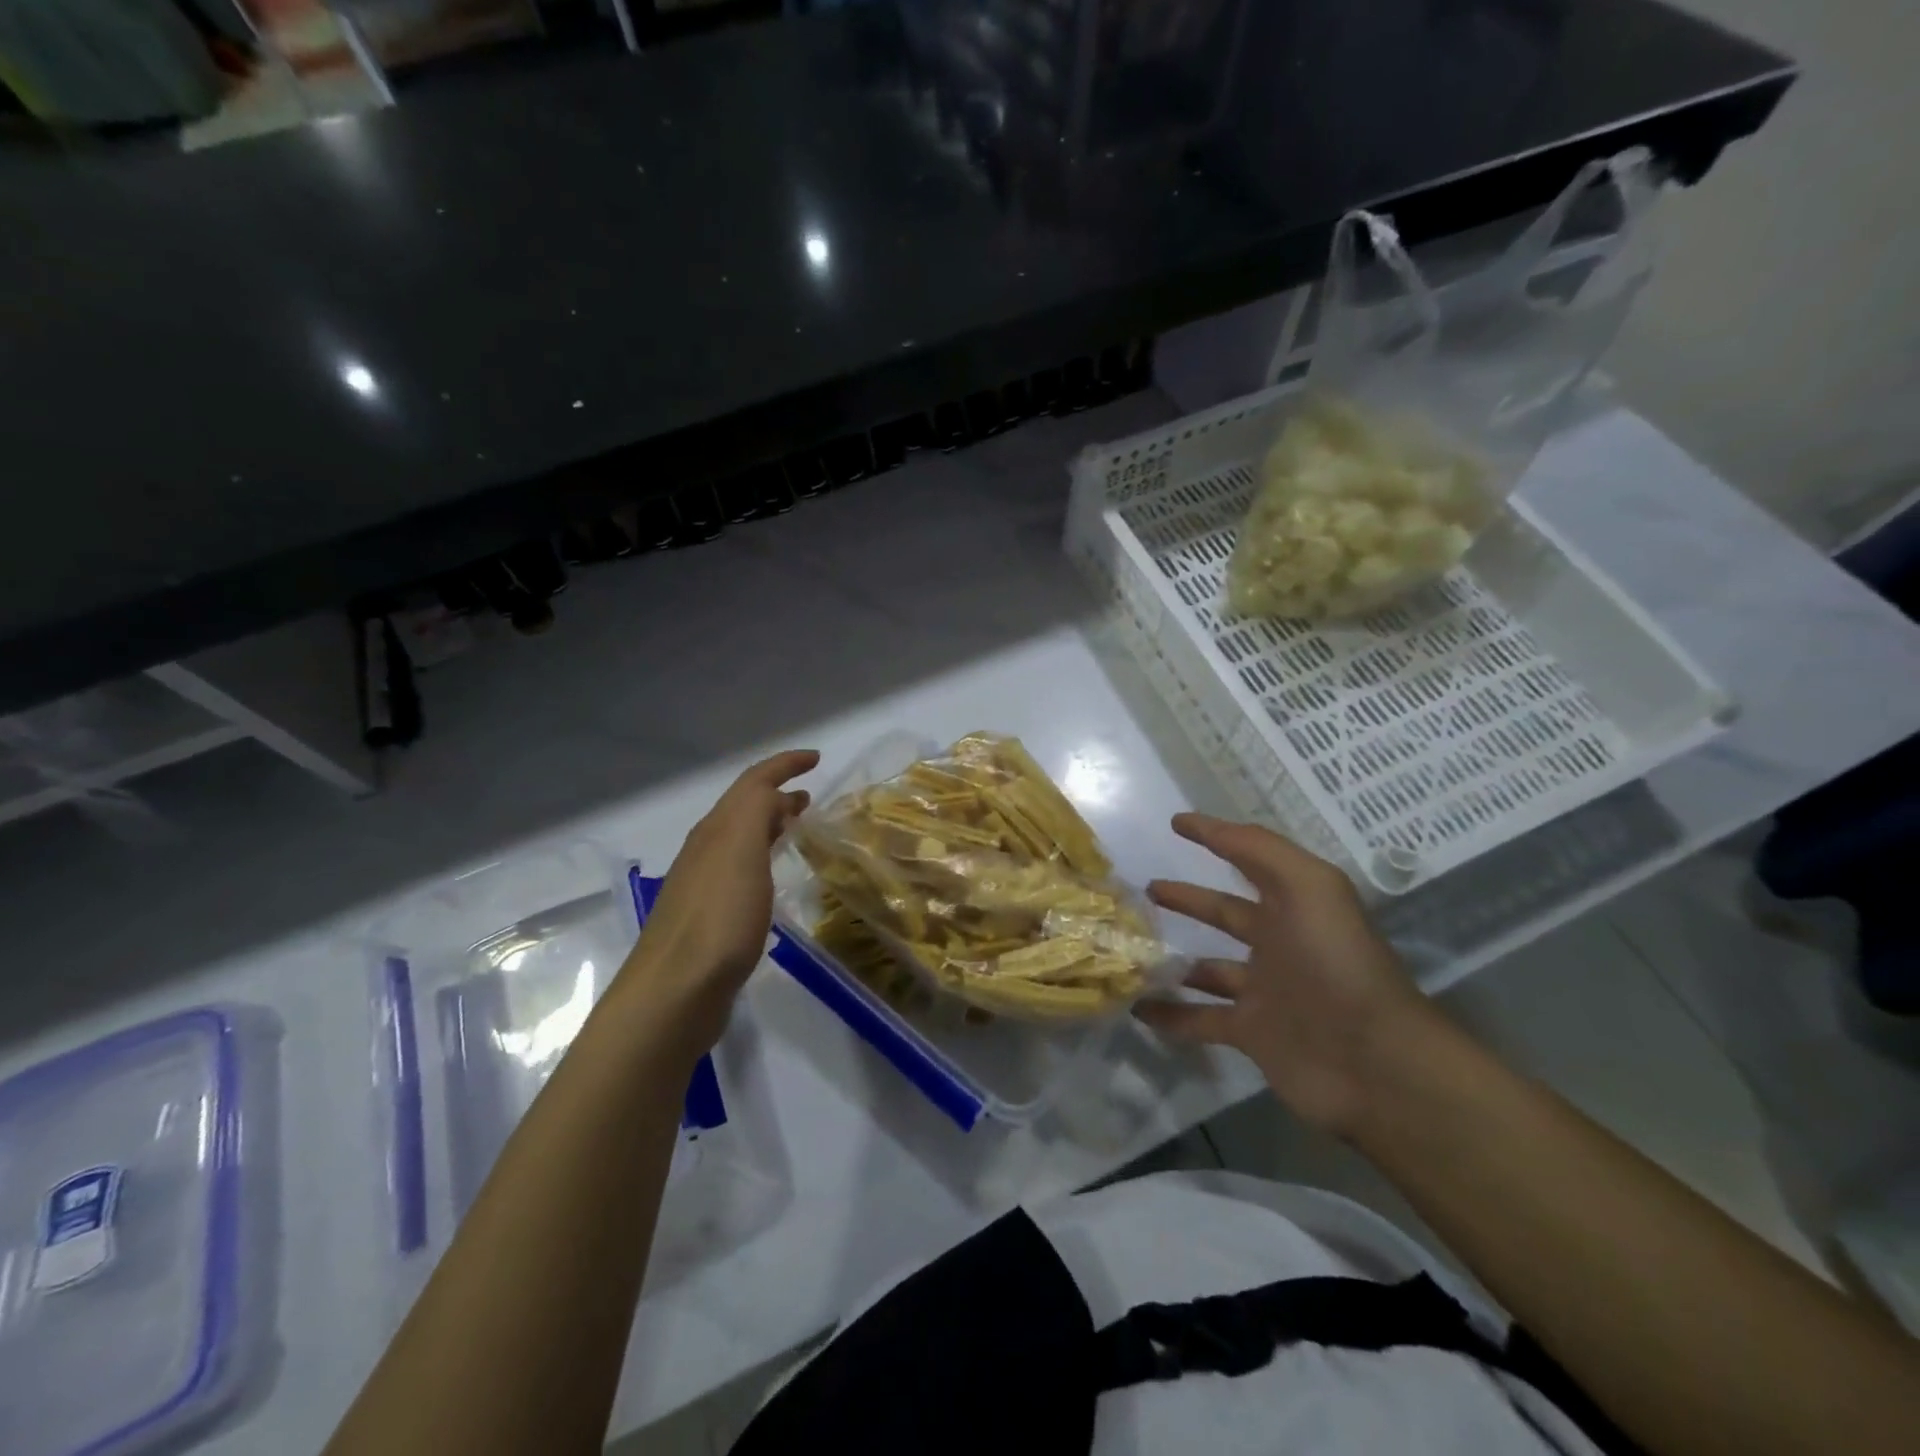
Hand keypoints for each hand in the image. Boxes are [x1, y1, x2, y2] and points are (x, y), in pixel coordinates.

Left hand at [614, 749, 818, 1049]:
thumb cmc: (718, 917)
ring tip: (798, 830)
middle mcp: (706, 849)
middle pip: (743, 808)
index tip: (815, 758)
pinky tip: (773, 881)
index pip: (752, 782)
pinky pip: (742, 871)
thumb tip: (775, 794)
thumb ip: (757, 810)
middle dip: (776, 795)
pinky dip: (763, 860)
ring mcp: (704, 885)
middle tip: (810, 798)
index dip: (784, 765)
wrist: (675, 991)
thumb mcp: (741, 849)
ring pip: (741, 840)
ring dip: (769, 826)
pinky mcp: (709, 919)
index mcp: (717, 829)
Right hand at [1138, 814, 1440, 1136]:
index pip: (1248, 860)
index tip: (1175, 824)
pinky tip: (1137, 1007)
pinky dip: (1170, 1015)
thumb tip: (1207, 824)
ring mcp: (1264, 992)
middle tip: (1146, 889)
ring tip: (1132, 949)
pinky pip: (1200, 1020)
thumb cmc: (1337, 962)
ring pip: (1206, 969)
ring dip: (1173, 961)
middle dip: (1187, 899)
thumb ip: (1259, 849)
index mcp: (1294, 905)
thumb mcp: (1308, 886)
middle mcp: (1279, 943)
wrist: (1374, 1062)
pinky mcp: (1252, 1035)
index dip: (1215, 837)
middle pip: (1224, 914)